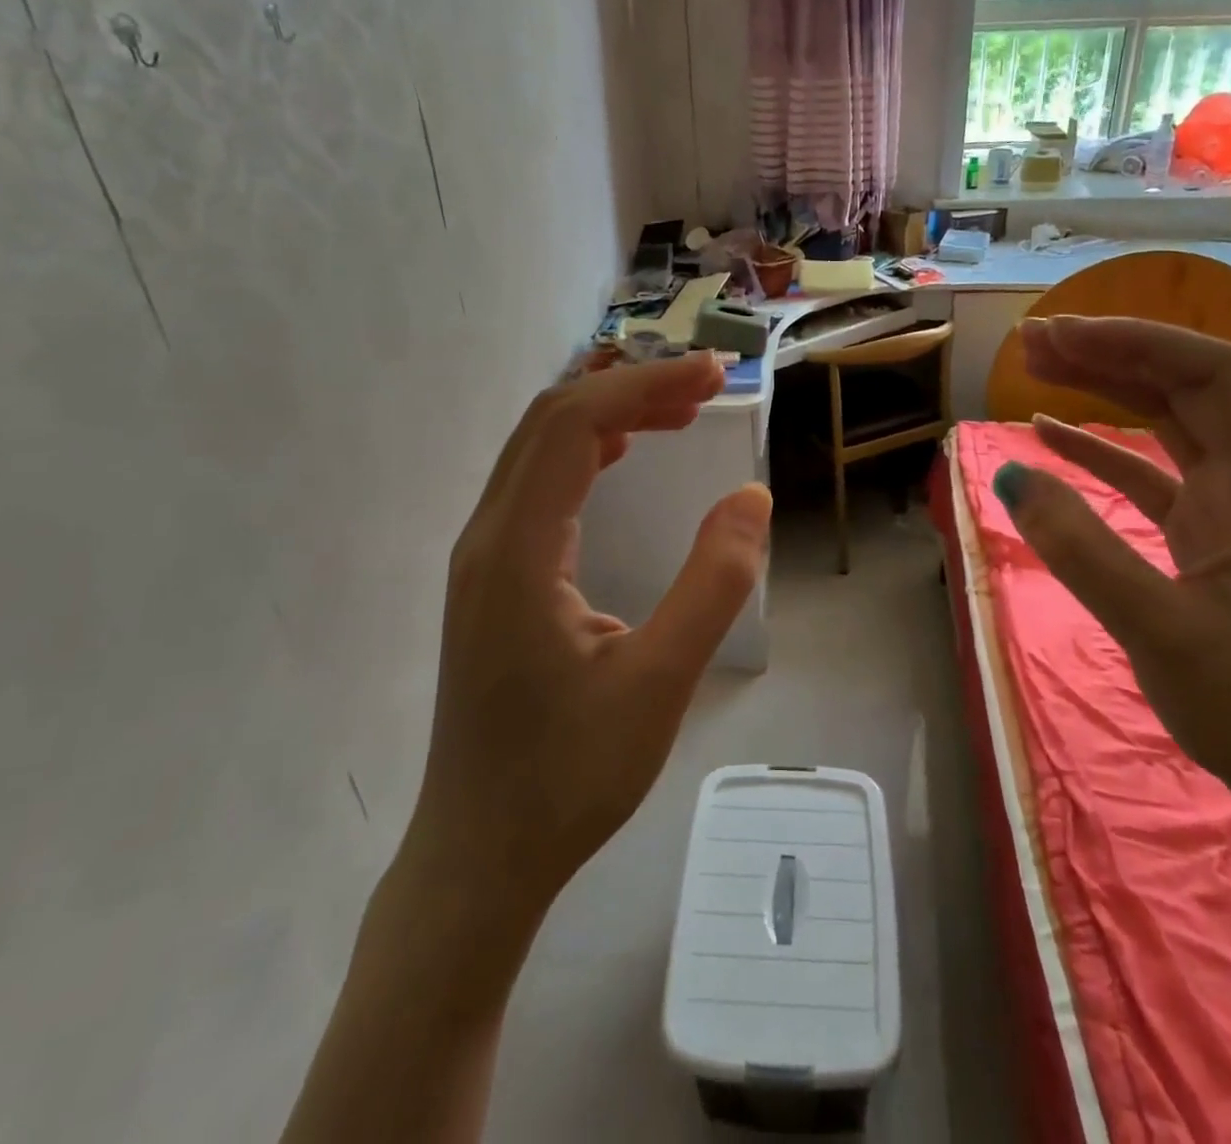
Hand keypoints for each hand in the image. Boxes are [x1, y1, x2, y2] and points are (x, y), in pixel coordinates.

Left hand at [406, 353, 770, 915]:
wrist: (479, 854)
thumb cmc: (569, 777)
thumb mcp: (660, 683)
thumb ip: (712, 584)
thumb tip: (750, 497)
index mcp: (517, 552)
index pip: (573, 425)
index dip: (646, 385)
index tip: (715, 376)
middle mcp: (486, 538)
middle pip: (548, 422)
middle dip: (630, 389)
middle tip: (706, 388)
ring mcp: (480, 558)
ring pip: (537, 449)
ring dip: (607, 416)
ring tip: (677, 413)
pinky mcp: (489, 580)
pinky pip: (535, 484)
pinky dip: (585, 452)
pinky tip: (620, 459)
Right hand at [993, 316, 1230, 847]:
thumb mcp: (1162, 632)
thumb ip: (1083, 551)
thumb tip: (1011, 477)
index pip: (1216, 377)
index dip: (1137, 343)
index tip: (1061, 334)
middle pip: (1190, 388)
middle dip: (1113, 354)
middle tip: (1034, 340)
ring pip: (1171, 423)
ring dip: (1107, 390)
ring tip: (1038, 367)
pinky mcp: (1212, 536)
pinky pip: (1154, 473)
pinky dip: (1103, 450)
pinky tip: (1051, 435)